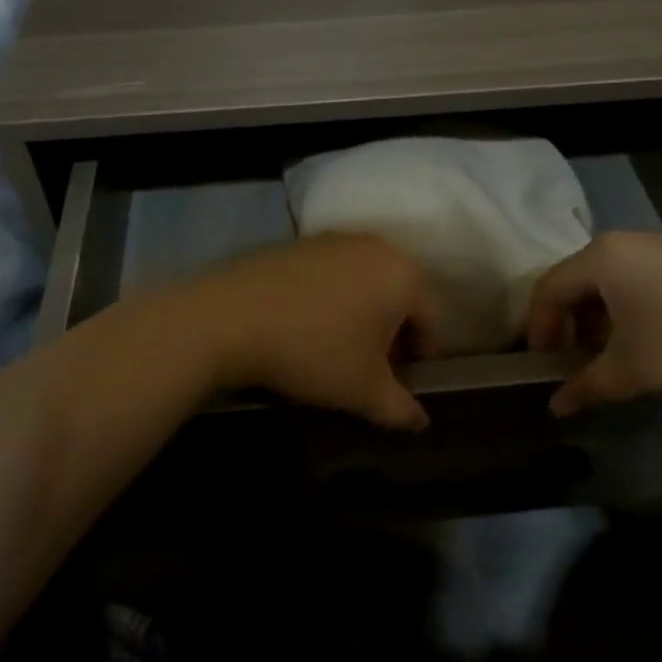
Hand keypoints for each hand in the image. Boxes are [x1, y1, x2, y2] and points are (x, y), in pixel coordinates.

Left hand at [192, 234, 440, 431]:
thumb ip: (401, 409)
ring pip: (363, 282)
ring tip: (336, 349)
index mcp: (403, 275)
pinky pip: (330, 274)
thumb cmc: (314, 352)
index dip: (420, 358)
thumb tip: (421, 422)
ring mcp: (333, 239)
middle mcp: (375, 246)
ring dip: (361, 314)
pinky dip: (329, 299)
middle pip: (398, 295)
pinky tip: (304, 326)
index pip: (431, 319)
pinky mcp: (298, 242)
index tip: (399, 384)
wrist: (231, 317)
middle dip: (391, 333)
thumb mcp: (364, 392)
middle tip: (370, 368)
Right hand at [524, 231, 661, 415]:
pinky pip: (634, 281)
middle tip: (572, 366)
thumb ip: (587, 387)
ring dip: (596, 322)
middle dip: (566, 327)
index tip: (542, 368)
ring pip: (606, 283)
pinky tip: (644, 342)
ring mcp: (657, 247)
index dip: (537, 330)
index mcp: (600, 258)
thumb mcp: (635, 370)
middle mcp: (622, 242)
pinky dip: (624, 311)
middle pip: (575, 283)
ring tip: (607, 360)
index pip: (547, 289)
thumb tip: (555, 407)